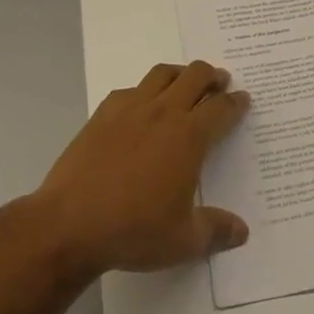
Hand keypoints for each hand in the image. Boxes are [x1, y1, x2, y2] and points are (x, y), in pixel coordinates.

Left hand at [30, 60, 251, 276]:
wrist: (70, 223)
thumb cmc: (134, 230)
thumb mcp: (183, 240)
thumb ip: (216, 231)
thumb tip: (242, 232)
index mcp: (189, 136)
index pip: (221, 108)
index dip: (236, 102)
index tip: (243, 99)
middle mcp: (164, 112)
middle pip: (196, 76)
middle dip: (213, 76)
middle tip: (220, 83)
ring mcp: (131, 108)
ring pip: (163, 73)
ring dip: (181, 73)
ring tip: (186, 83)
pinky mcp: (103, 114)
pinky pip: (131, 89)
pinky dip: (145, 90)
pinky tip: (142, 106)